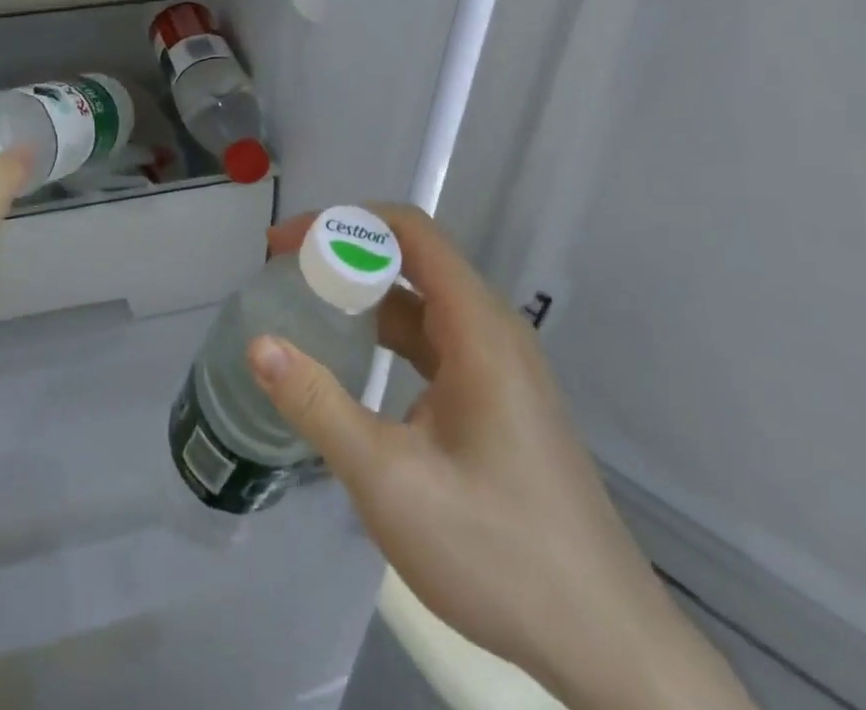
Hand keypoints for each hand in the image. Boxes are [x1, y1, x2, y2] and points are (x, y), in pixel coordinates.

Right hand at [253, 205, 750, 709]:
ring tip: (307, 307)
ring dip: (365, 294)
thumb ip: (319, 406)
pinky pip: (436, 341)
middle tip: (285, 272)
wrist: (607, 644)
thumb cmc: (498, 552)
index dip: (345, 222)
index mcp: (479, 329)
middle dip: (347, 254)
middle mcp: (494, 331)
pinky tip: (354, 361)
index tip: (289, 245)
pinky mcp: (500, 399)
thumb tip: (258, 344)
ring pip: (424, 302)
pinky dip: (388, 332)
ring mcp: (501, 367)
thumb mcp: (390, 481)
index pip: (410, 231)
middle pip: (415, 259)